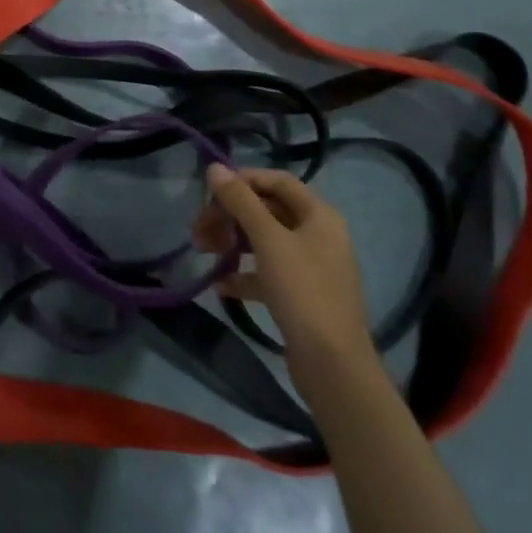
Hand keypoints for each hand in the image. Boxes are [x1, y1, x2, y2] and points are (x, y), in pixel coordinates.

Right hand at [196, 165, 378, 393]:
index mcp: (319, 215)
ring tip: (203, 251)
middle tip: (198, 227)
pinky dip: (243, 273)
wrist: (333, 364)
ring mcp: (310, 267)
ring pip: (264, 241)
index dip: (243, 180)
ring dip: (232, 242)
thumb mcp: (268, 240)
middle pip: (267, 211)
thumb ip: (240, 201)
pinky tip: (219, 283)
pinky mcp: (300, 295)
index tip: (210, 191)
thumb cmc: (302, 291)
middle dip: (230, 215)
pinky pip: (266, 272)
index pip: (277, 181)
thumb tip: (215, 167)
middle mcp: (318, 235)